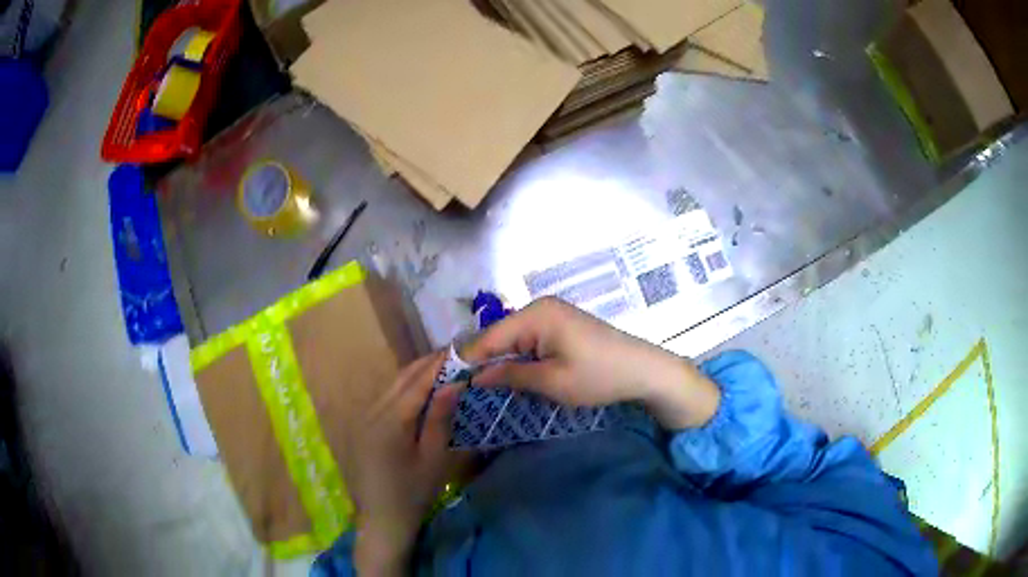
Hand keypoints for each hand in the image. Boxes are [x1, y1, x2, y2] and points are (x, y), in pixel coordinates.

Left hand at [340, 352, 460, 574]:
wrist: (382, 519)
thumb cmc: (413, 492)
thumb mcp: (433, 458)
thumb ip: (440, 418)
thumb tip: (453, 383)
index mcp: (390, 419)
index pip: (417, 382)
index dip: (439, 364)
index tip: (460, 349)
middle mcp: (372, 411)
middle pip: (401, 379)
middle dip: (427, 364)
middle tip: (454, 355)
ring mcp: (364, 417)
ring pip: (391, 386)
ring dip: (415, 375)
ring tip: (441, 367)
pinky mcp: (363, 426)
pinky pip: (385, 398)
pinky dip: (404, 388)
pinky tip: (419, 391)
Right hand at [463, 297, 719, 429]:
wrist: (644, 369)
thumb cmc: (599, 376)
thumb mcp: (551, 381)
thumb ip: (509, 376)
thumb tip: (474, 377)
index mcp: (535, 315)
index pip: (487, 338)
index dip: (465, 361)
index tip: (445, 384)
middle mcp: (539, 308)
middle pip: (498, 337)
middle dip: (481, 363)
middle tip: (461, 390)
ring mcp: (551, 315)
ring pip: (511, 340)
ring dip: (499, 363)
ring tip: (478, 387)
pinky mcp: (560, 325)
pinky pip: (527, 341)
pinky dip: (517, 359)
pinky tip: (508, 376)